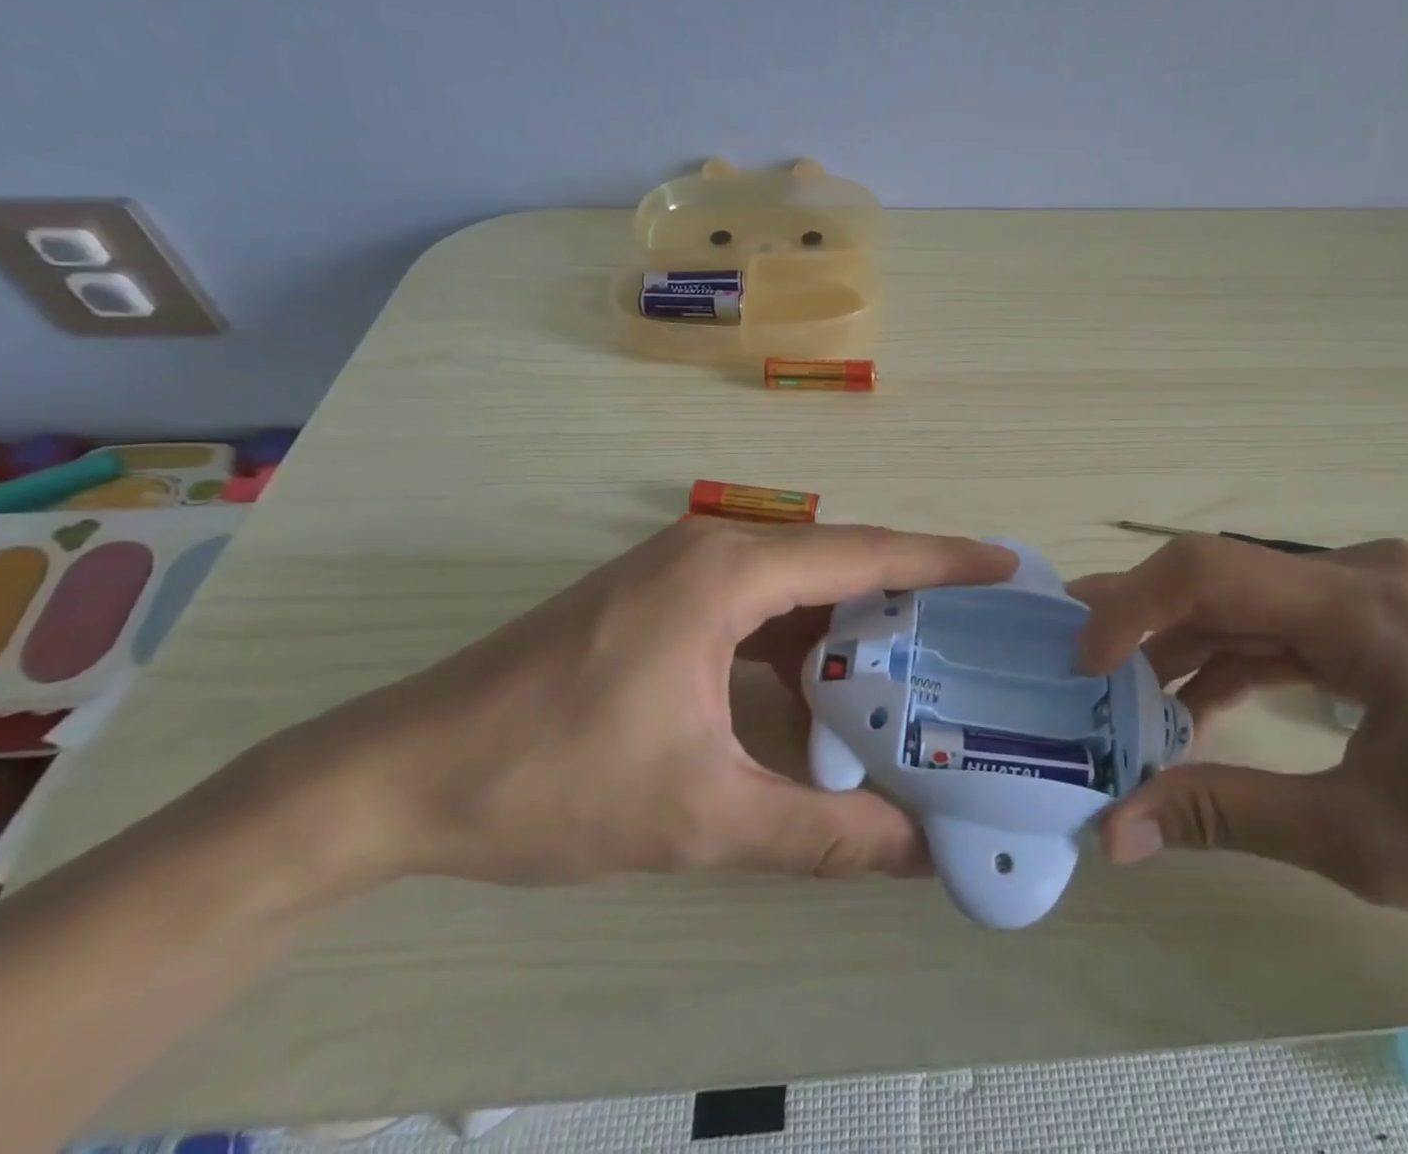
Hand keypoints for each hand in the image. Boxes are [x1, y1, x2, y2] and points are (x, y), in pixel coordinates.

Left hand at [248, 519, 1015, 889]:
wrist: (402, 775)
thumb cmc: (553, 781)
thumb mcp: (701, 816)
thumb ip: (822, 834)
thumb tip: (922, 858)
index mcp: (727, 573)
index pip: (862, 553)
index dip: (941, 559)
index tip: (1004, 564)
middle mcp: (713, 549)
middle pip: (836, 561)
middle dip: (908, 592)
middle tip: (977, 628)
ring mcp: (681, 569)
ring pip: (796, 585)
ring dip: (851, 622)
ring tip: (919, 662)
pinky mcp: (660, 598)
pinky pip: (756, 607)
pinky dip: (801, 641)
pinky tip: (825, 689)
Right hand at [1069, 535, 1407, 960]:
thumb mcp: (1366, 841)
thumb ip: (1226, 816)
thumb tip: (1115, 831)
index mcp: (1369, 608)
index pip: (1211, 571)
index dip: (1130, 605)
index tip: (1080, 661)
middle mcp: (1370, 575)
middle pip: (1225, 579)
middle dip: (1144, 621)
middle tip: (1076, 664)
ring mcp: (1386, 593)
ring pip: (1254, 602)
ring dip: (1189, 646)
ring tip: (1127, 696)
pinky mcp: (1396, 621)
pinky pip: (1292, 625)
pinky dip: (1239, 660)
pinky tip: (1201, 706)